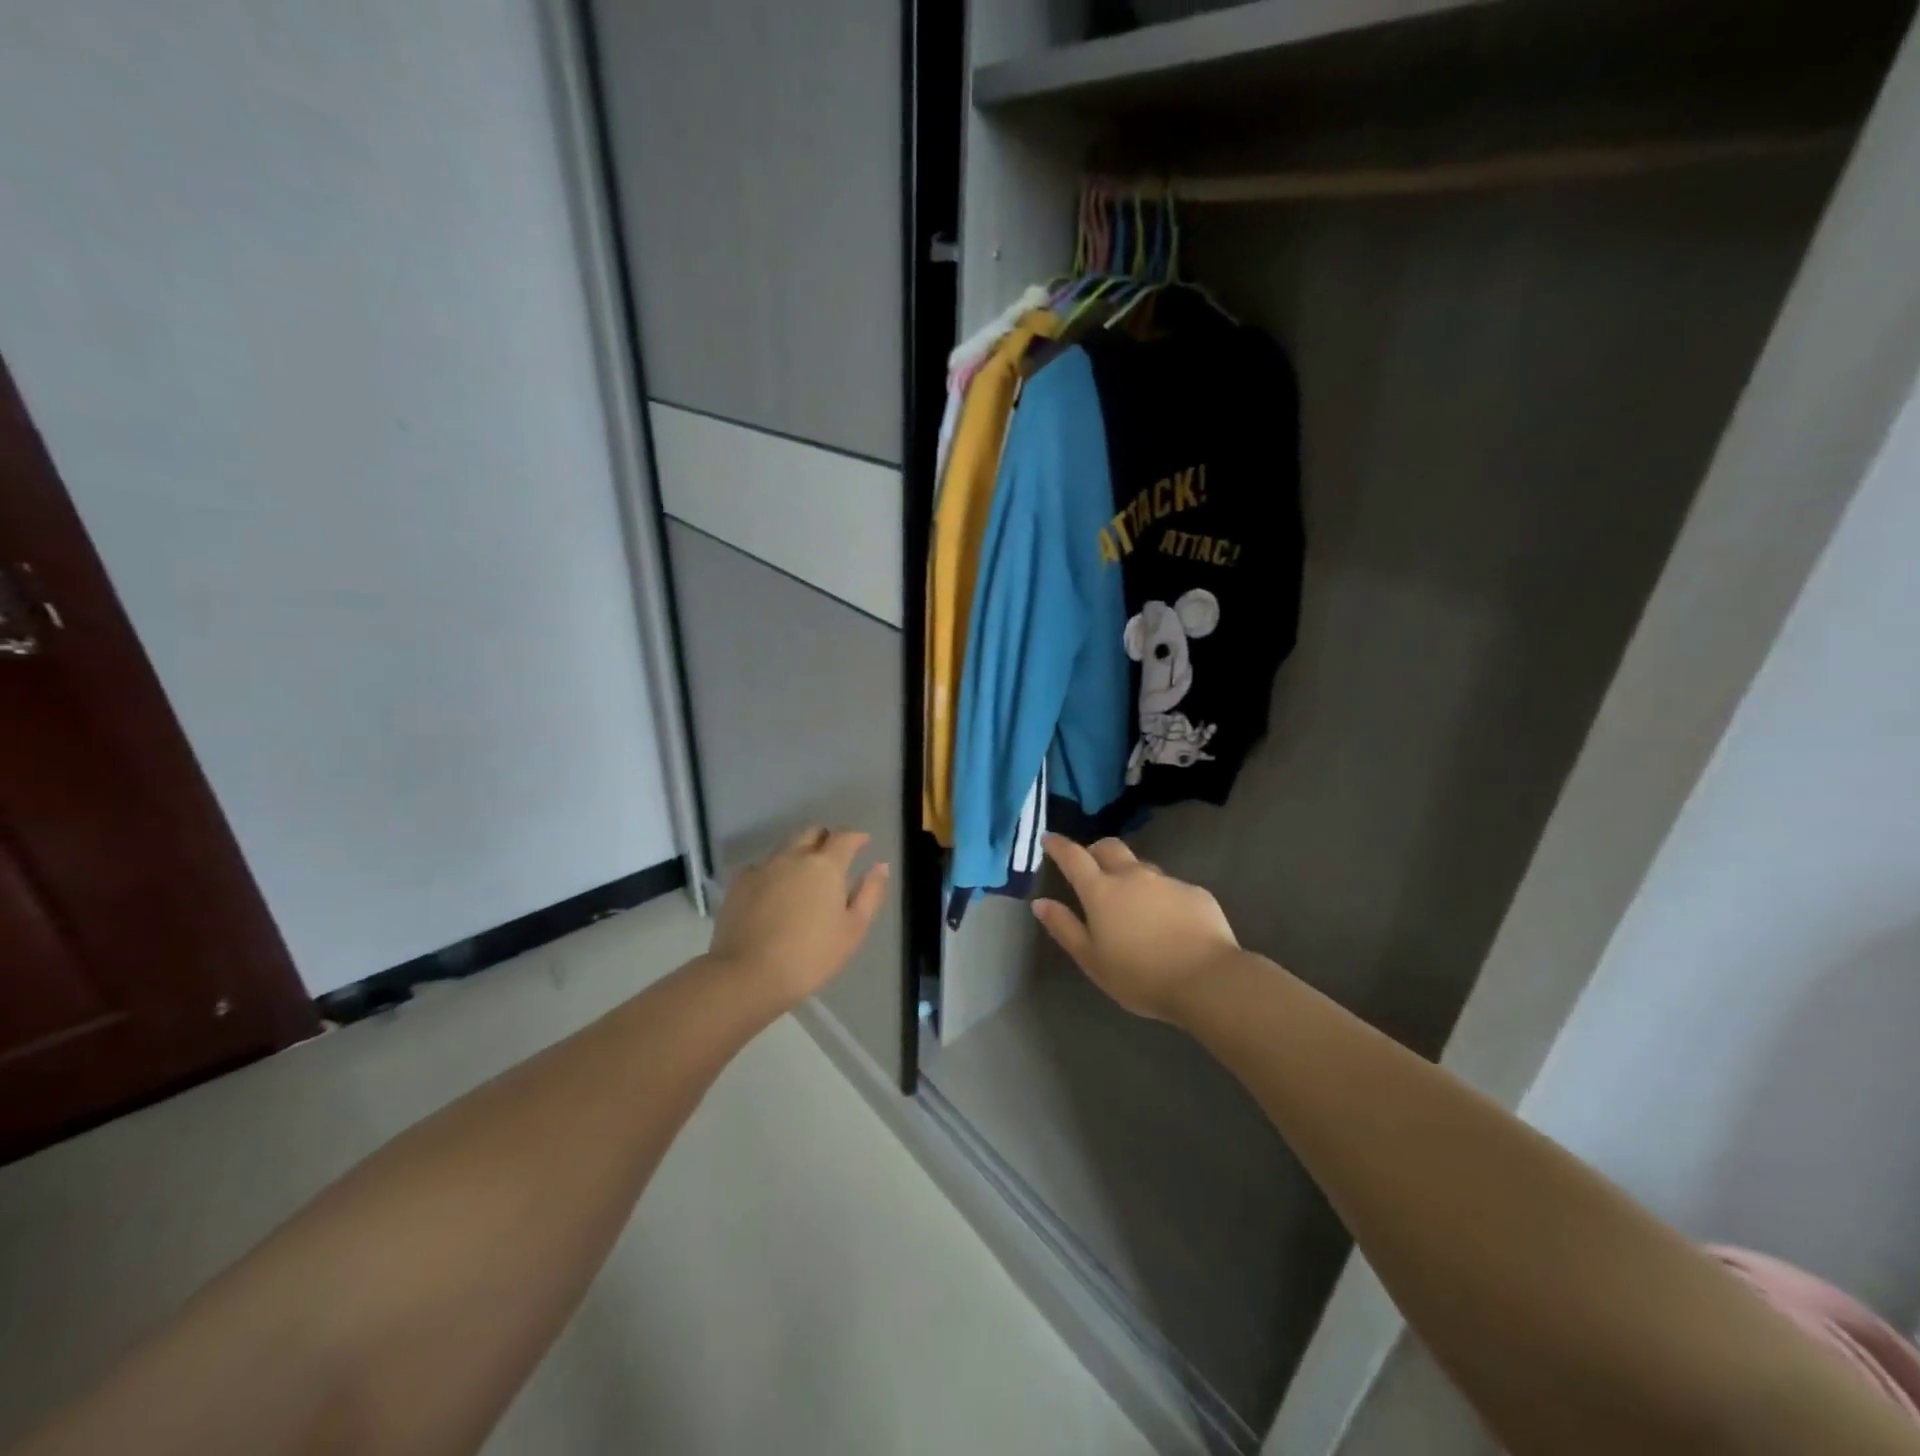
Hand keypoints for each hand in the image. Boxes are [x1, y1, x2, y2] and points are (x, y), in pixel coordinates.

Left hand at [708, 828, 889, 1009]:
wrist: (747, 975)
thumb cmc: (811, 956)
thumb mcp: (853, 929)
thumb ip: (870, 893)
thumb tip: (880, 865)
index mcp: (825, 866)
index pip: (844, 837)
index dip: (856, 837)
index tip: (863, 842)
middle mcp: (793, 857)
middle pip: (811, 833)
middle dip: (825, 839)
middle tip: (832, 857)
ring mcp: (763, 868)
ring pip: (785, 848)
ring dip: (798, 854)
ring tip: (803, 877)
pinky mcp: (739, 884)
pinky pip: (762, 867)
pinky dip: (773, 873)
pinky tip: (773, 893)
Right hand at [1033, 834, 1239, 1021]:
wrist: (1207, 980)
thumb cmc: (1140, 976)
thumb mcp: (1092, 960)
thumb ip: (1064, 928)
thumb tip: (1040, 902)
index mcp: (1102, 892)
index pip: (1074, 857)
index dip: (1059, 845)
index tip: (1049, 838)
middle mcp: (1133, 876)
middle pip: (1109, 848)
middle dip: (1095, 850)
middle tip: (1090, 864)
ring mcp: (1167, 881)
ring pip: (1141, 867)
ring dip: (1130, 876)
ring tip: (1133, 903)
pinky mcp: (1194, 892)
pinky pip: (1170, 887)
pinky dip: (1161, 897)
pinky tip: (1168, 922)